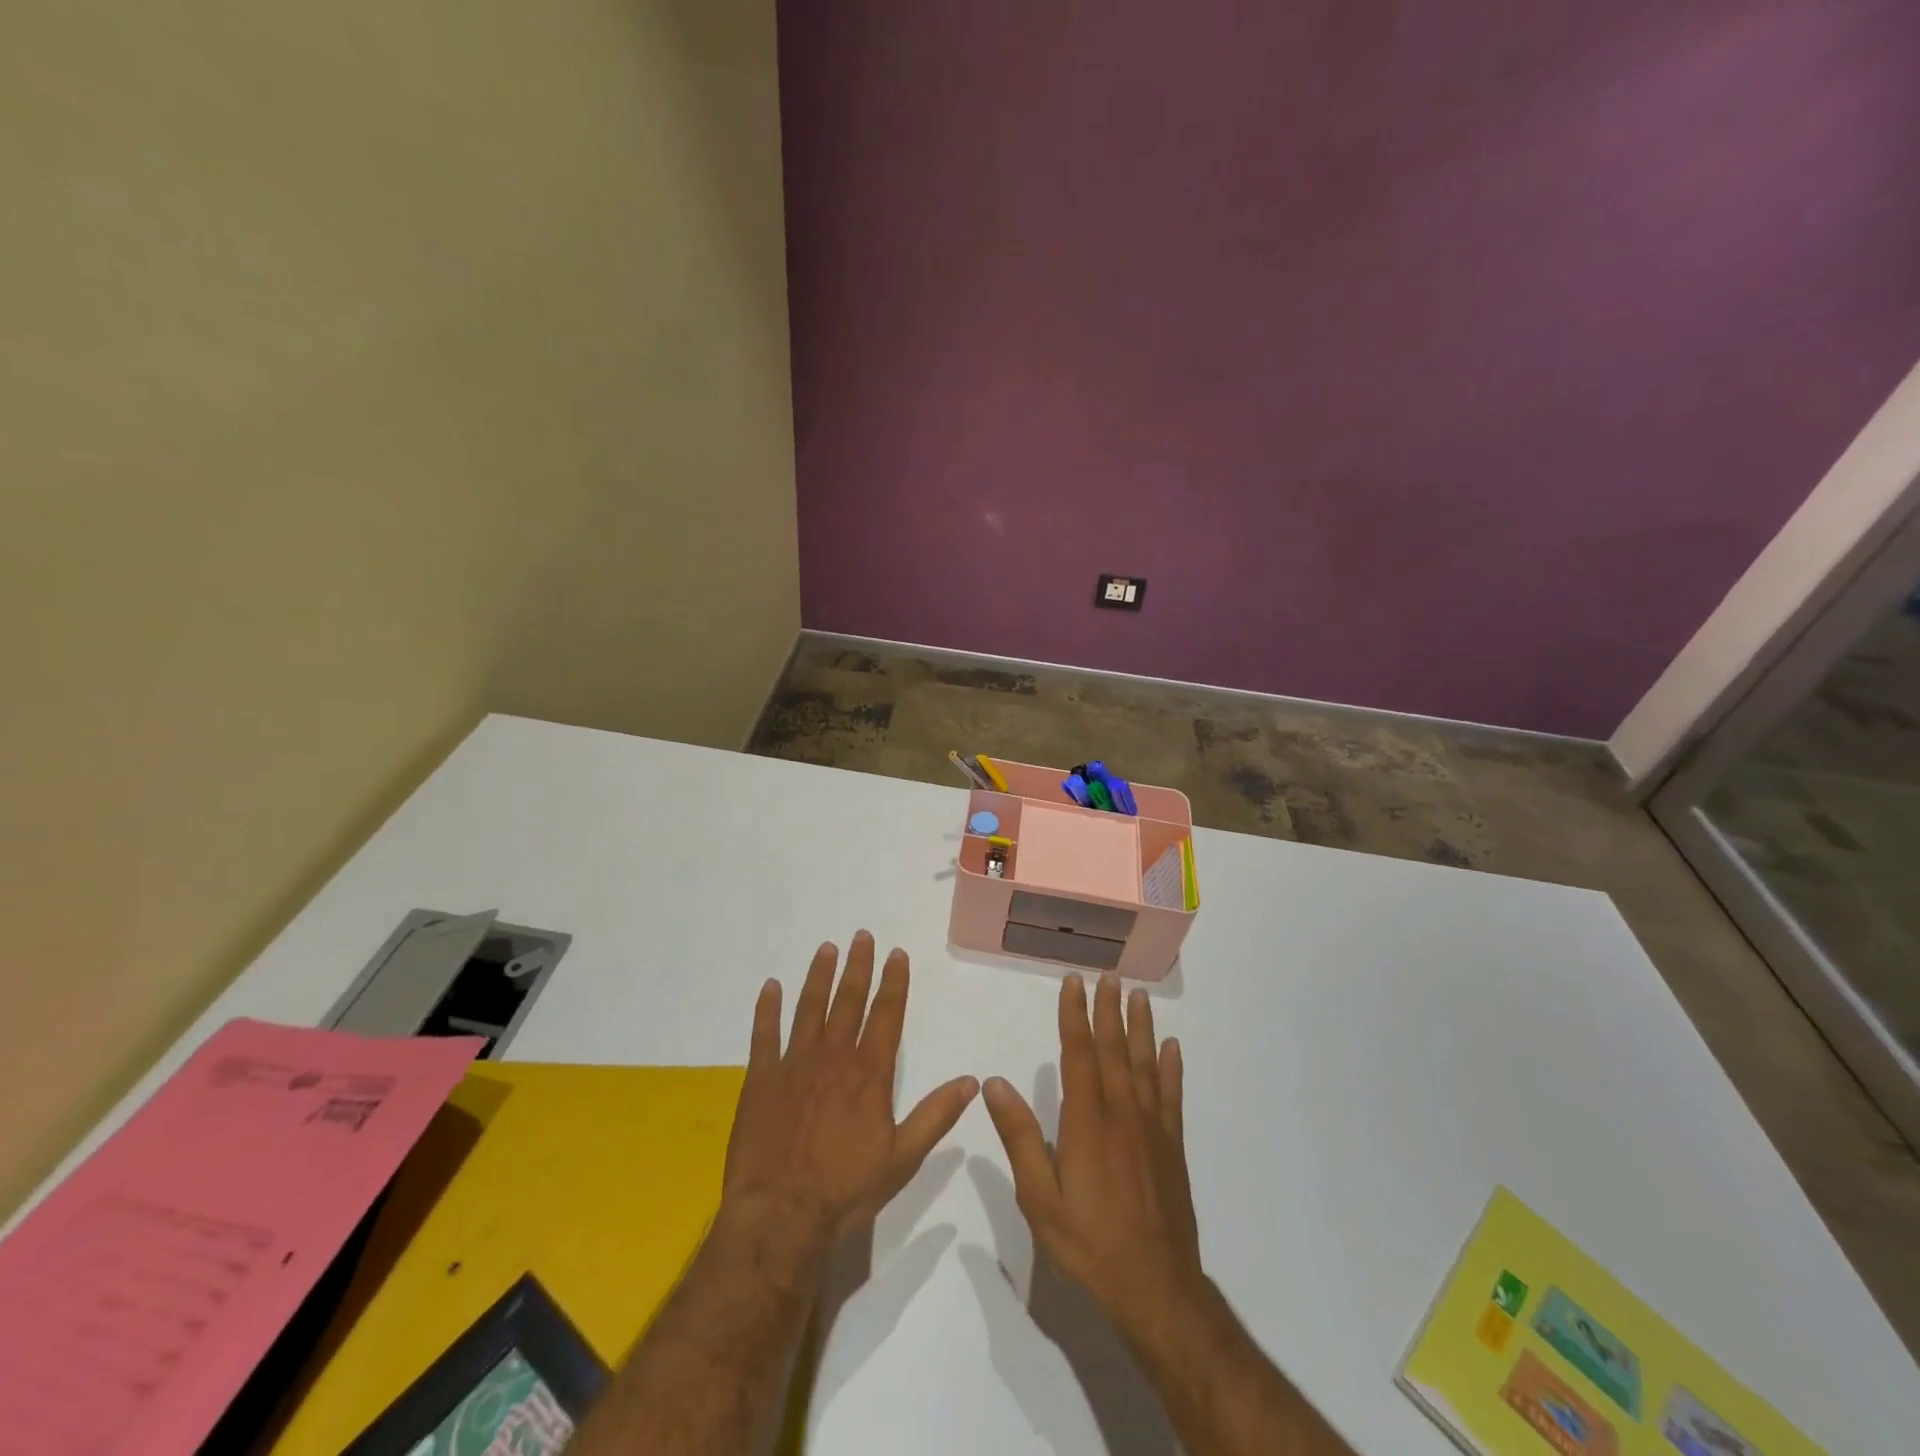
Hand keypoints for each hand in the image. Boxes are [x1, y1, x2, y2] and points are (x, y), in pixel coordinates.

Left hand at [722, 932, 978, 1251]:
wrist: (780, 1216)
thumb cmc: (846, 1190)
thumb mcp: (902, 1158)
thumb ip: (936, 1115)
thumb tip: (972, 1080)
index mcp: (869, 1073)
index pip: (886, 1015)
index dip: (893, 982)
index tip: (896, 954)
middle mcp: (833, 1057)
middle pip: (848, 1001)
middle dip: (858, 966)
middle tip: (862, 935)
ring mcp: (794, 1064)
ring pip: (809, 1007)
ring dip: (819, 976)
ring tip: (827, 948)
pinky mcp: (761, 1078)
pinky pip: (764, 1034)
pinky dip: (767, 1008)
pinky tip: (771, 986)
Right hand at [983, 975, 1203, 1346]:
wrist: (1155, 1288)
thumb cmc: (1089, 1242)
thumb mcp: (1040, 1198)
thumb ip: (1019, 1138)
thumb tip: (995, 1083)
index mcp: (1087, 1121)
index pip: (1078, 1054)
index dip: (1074, 1015)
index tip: (1073, 983)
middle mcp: (1122, 1113)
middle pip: (1114, 1050)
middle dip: (1108, 1010)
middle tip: (1109, 976)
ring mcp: (1151, 1128)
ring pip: (1145, 1064)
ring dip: (1141, 1028)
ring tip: (1139, 996)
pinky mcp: (1171, 1147)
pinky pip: (1171, 1096)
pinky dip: (1171, 1068)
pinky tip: (1172, 1047)